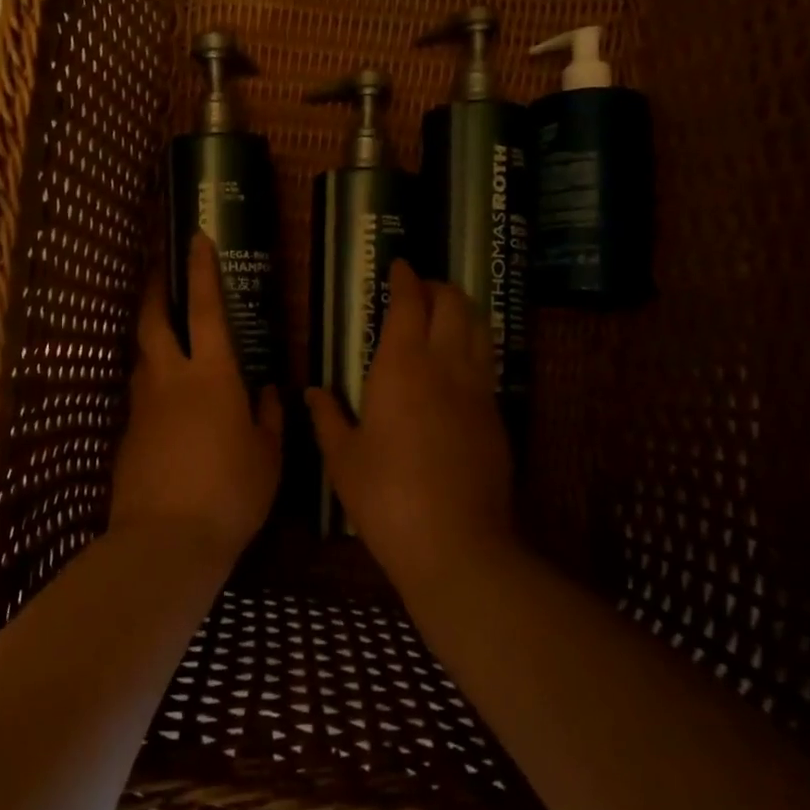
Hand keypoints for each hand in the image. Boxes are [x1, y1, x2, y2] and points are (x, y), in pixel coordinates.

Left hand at [111, 234, 282, 567]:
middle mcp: (171, 378)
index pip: (206, 308)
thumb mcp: (267, 456)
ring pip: (142, 356)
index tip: (196, 238)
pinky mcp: (127, 433)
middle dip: (155, 288)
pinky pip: (141, 394)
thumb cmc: (230, 493)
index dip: (201, 270)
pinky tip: (165, 401)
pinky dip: (151, 383)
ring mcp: (143, 405)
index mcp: (213, 375)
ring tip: (164, 333)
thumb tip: (268, 390)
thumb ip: (268, 417)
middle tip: (157, 268)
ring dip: (150, 335)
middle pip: (154, 320)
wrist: (165, 540)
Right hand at [305, 258, 518, 598]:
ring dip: (462, 311)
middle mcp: (446, 367)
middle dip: (438, 286)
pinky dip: (472, 346)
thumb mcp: (343, 459)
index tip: (399, 265)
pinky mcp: (495, 417)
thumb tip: (313, 392)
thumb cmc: (386, 498)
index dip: (406, 279)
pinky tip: (456, 365)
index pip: (410, 304)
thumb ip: (328, 418)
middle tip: (419, 288)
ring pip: (479, 330)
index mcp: (402, 368)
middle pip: (455, 305)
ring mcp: (477, 391)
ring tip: (443, 314)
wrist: (456, 544)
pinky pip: (485, 363)